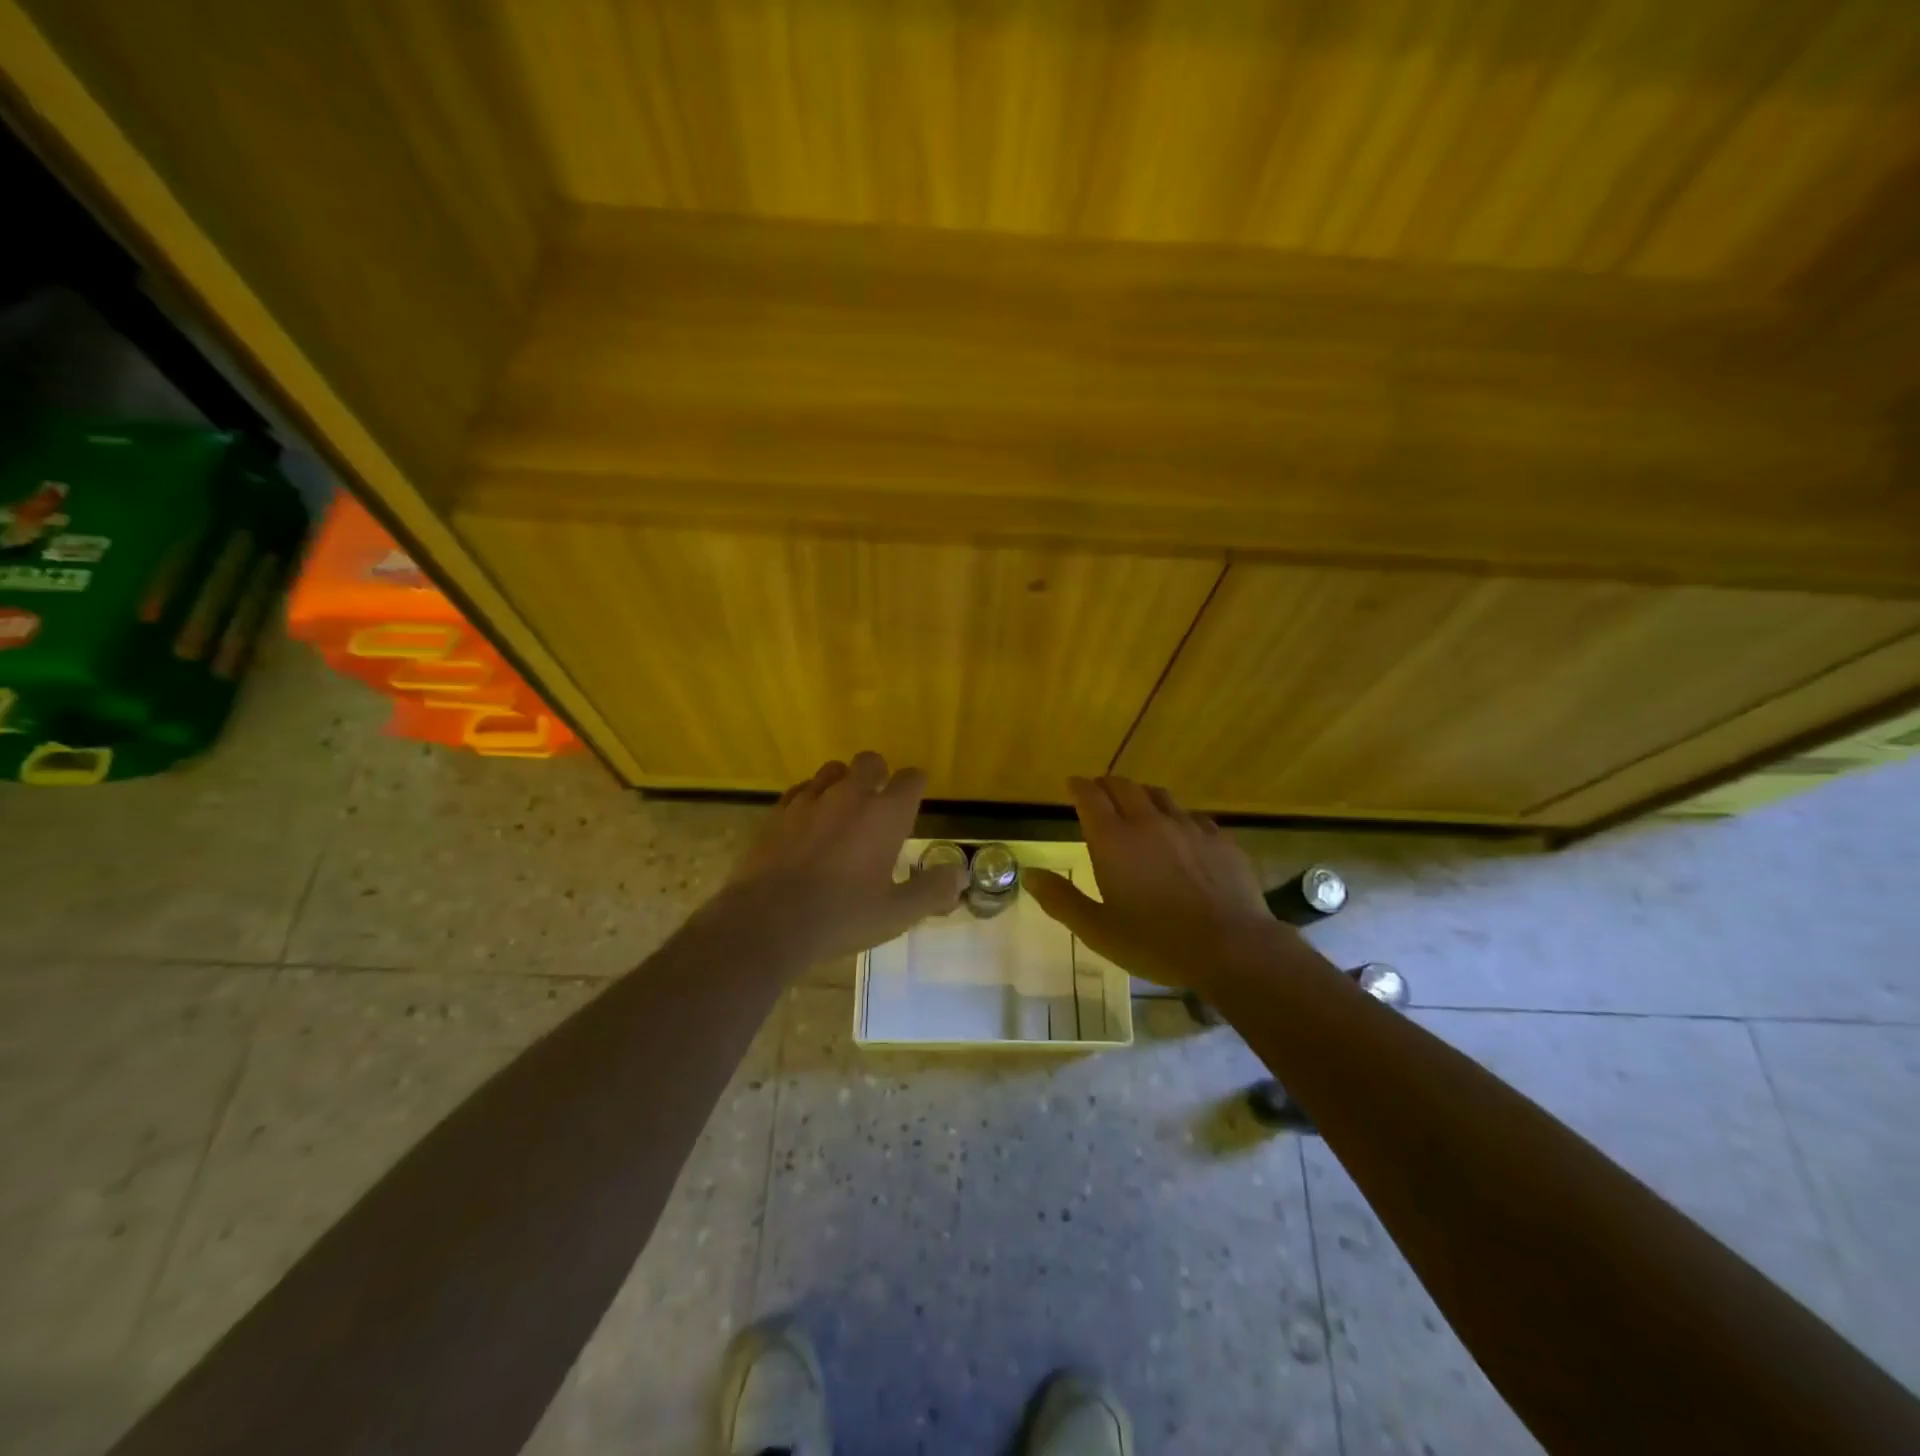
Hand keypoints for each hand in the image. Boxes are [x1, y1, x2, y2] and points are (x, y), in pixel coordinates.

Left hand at [714, 751, 966, 963]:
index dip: (917, 785)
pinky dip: (811, 798)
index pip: (911, 779)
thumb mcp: (897, 913)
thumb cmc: (841, 916)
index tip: (915, 800)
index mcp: (885, 814)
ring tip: (843, 810)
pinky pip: (800, 790)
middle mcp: (850, 795)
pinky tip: (808, 822)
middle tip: (879, 803)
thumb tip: (959, 875)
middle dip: (879, 774)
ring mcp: (810, 800)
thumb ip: (932, 890)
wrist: (768, 922)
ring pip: (832, 770)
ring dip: (843, 782)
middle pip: (870, 761)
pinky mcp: (778, 812)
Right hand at [1024, 775, 1291, 992]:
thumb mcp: (1098, 930)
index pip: (1090, 796)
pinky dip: (1176, 816)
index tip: (1072, 785)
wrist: (1231, 947)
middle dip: (1106, 785)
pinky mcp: (1218, 838)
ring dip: (1140, 794)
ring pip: (1158, 794)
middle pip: (1123, 786)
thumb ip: (1060, 899)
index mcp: (1113, 840)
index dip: (1078, 787)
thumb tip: (1029, 874)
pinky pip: (1191, 815)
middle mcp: (1148, 822)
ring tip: (1136, 805)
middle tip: (1099, 793)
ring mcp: (1187, 826)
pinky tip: (1179, 833)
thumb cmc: (1156, 942)